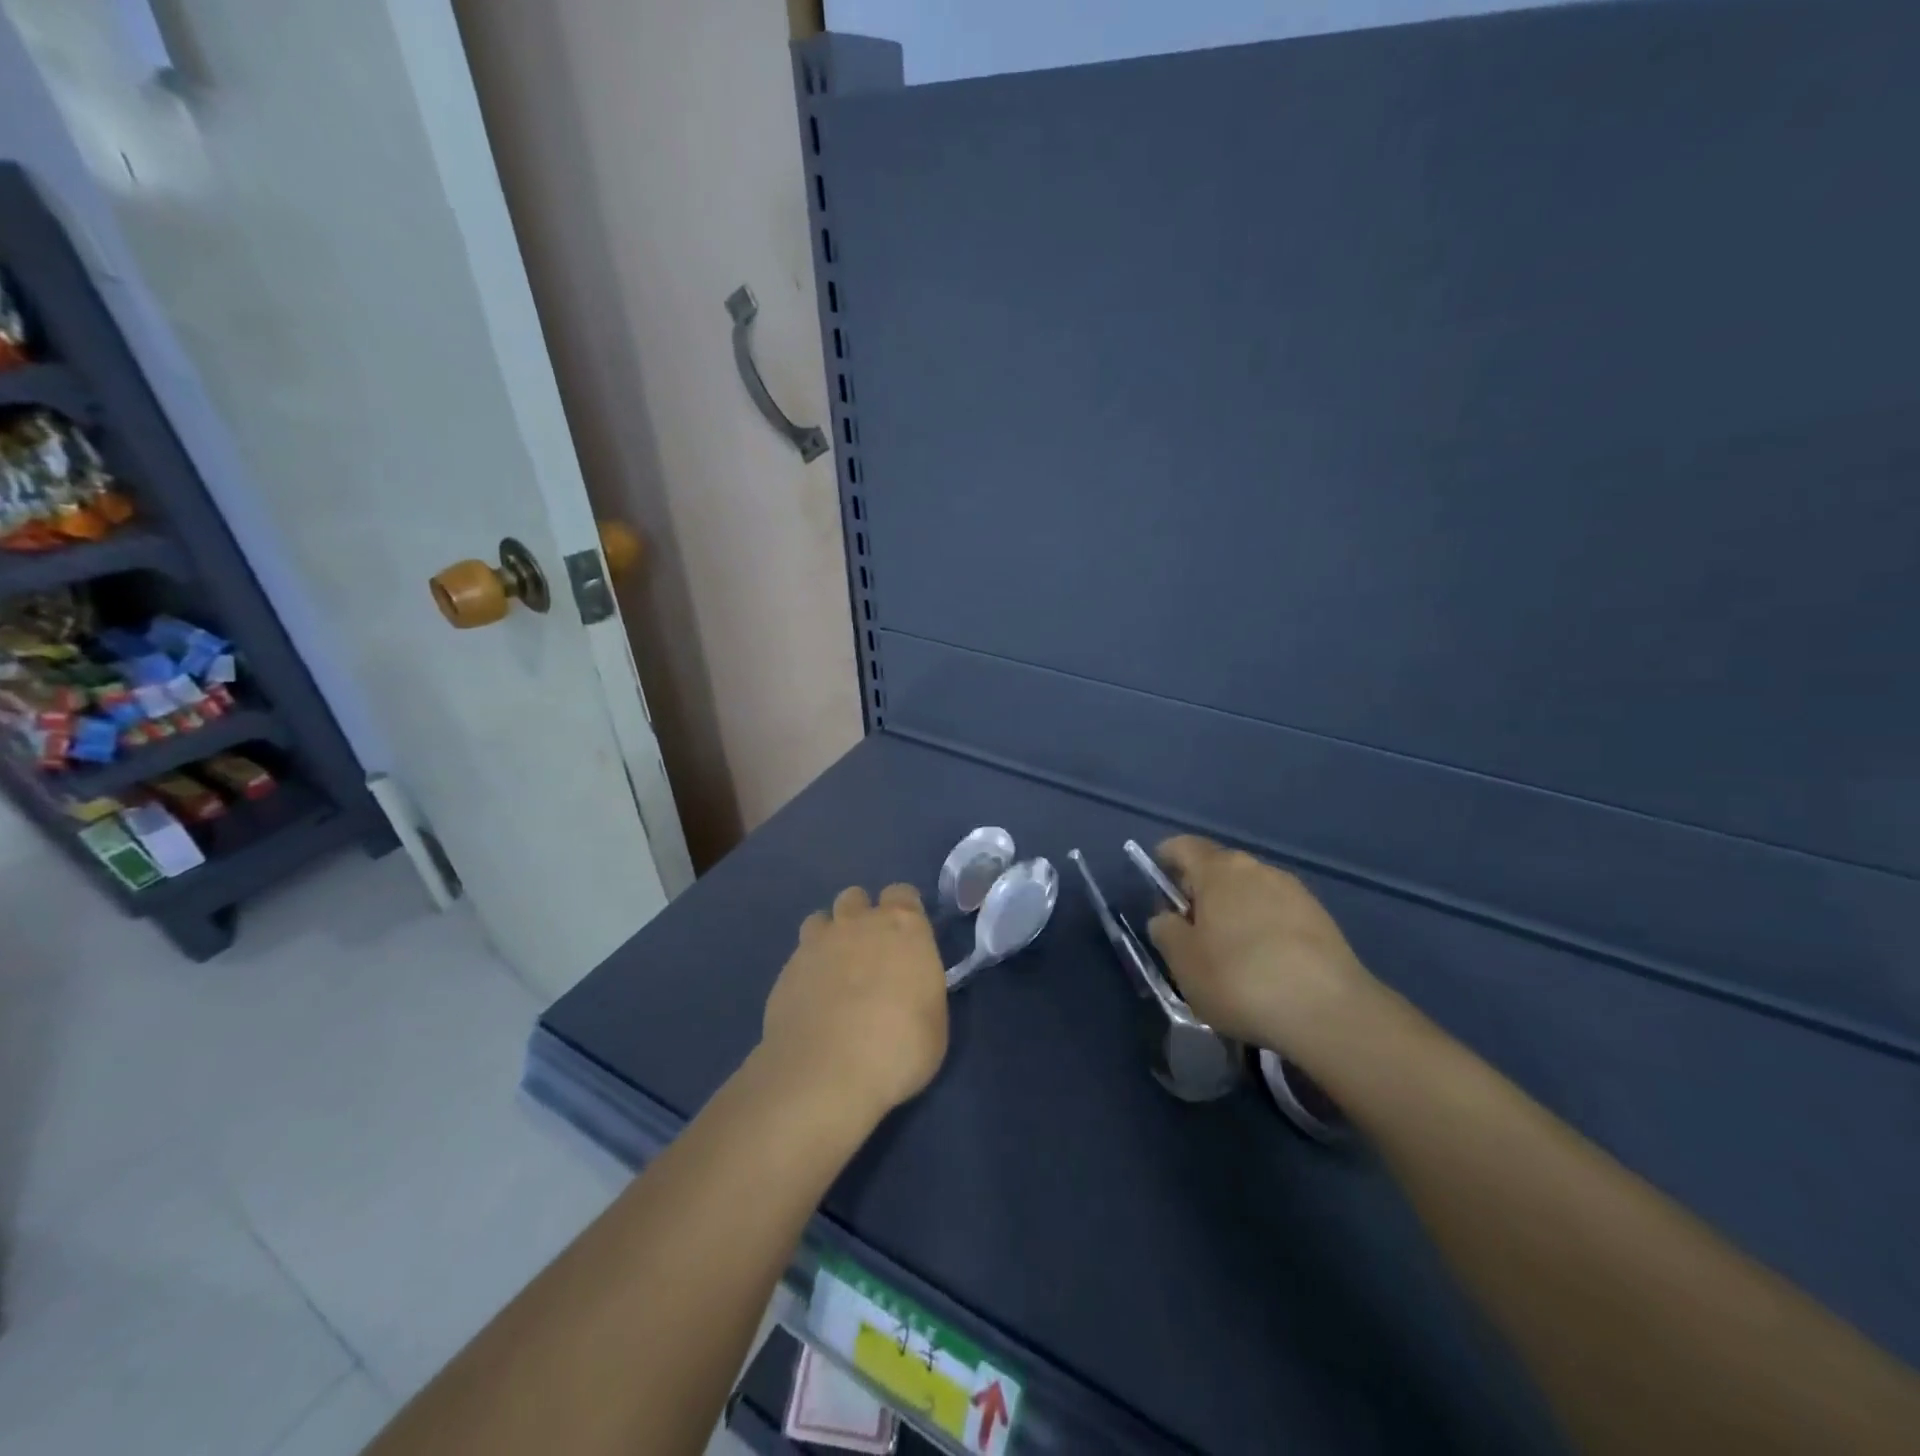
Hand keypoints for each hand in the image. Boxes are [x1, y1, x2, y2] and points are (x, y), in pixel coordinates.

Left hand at [761, 884, 948, 1126]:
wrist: (826, 1072)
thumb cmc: (899, 1047)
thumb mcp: (934, 1020)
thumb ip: (920, 987)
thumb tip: (908, 986)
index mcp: (903, 927)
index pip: (902, 894)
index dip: (903, 912)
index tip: (907, 939)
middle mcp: (858, 923)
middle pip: (856, 898)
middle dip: (861, 917)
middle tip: (869, 956)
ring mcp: (816, 943)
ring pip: (821, 919)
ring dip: (829, 937)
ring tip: (836, 974)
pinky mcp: (785, 971)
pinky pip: (799, 957)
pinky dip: (807, 971)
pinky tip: (812, 1002)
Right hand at [1146, 836, 1379, 1056]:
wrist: (1329, 1012)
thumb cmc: (1240, 979)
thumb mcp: (1183, 961)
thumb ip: (1165, 930)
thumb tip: (1168, 918)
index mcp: (1218, 870)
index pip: (1182, 846)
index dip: (1165, 859)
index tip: (1158, 886)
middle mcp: (1257, 868)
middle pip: (1218, 869)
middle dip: (1200, 892)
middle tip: (1189, 929)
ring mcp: (1294, 891)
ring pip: (1250, 891)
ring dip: (1234, 911)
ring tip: (1229, 953)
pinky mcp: (1321, 919)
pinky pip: (1277, 913)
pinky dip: (1263, 929)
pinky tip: (1264, 965)